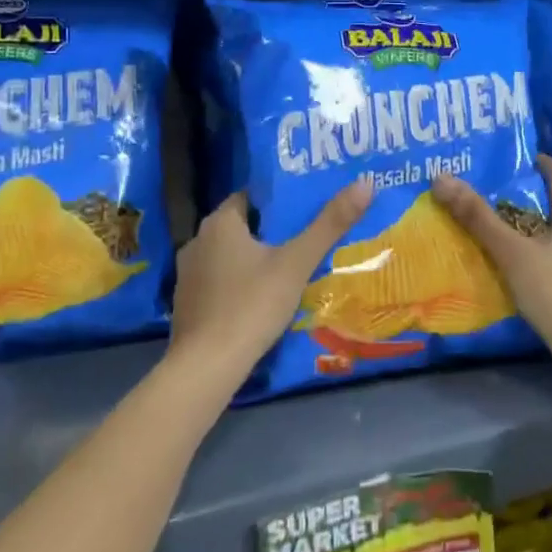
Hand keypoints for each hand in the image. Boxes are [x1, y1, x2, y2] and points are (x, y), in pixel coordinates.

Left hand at [167, 181, 373, 384]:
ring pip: (229, 256)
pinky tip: (261, 298)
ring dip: (254, 259)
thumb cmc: (251, 305)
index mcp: (219, 223)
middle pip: (241, 226)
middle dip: (271, 231)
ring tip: (289, 266)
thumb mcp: (297, 263)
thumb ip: (329, 224)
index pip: (250, 196)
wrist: (206, 368)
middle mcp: (198, 242)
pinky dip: (239, 285)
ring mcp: (188, 276)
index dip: (278, 199)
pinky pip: (219, 283)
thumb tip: (365, 184)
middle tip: (306, 235)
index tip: (305, 204)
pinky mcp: (187, 306)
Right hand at [431, 157, 551, 409]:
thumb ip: (477, 217)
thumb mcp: (512, 252)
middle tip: (495, 188)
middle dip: (528, 192)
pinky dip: (541, 245)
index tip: (508, 157)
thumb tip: (441, 178)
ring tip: (503, 222)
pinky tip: (522, 259)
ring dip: (534, 221)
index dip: (535, 160)